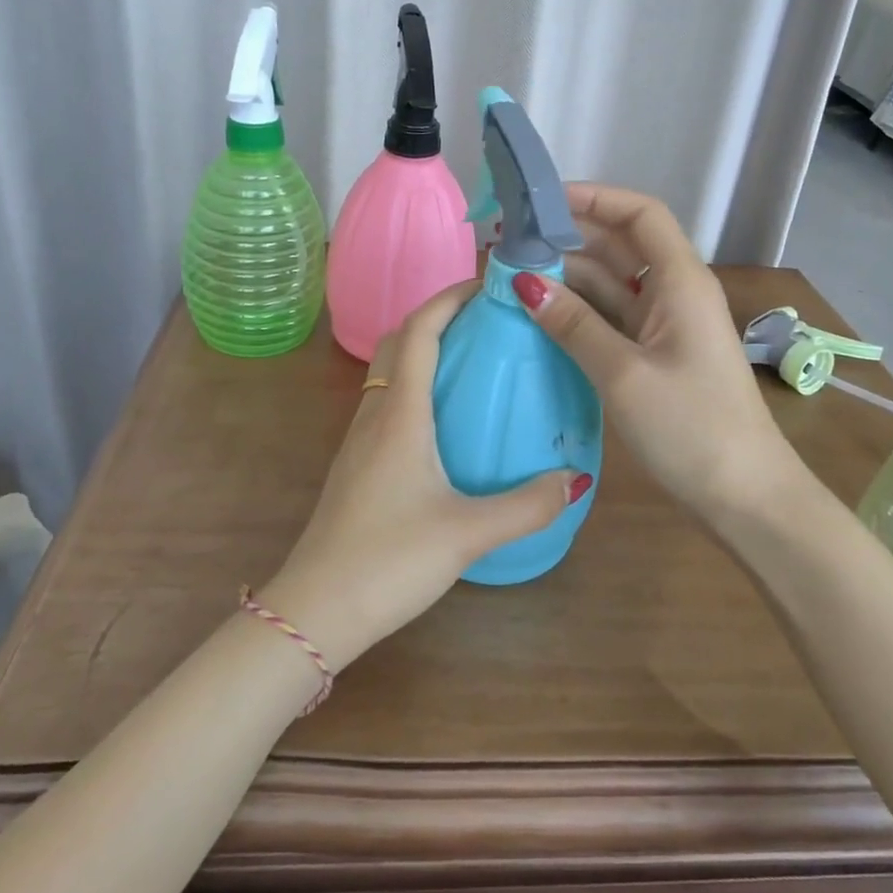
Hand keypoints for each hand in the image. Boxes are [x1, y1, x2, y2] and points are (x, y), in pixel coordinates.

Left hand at [260, 282, 583, 672]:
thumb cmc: (388, 560)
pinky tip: (446, 417)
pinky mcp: (358, 462)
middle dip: (438, 315)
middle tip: (485, 318)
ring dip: (424, 349)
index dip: (449, 298)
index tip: (487, 284)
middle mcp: (376, 414)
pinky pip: (387, 401)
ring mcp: (360, 438)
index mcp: (400, 414)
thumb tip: (576, 478)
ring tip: (472, 359)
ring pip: (389, 371)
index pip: (420, 331)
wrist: (316, 608)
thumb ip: (526, 506)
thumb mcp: (467, 533)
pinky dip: (416, 384)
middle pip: (400, 341)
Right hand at [512, 182, 794, 518]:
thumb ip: (573, 324)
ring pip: (612, 283)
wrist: (747, 499)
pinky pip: (613, 317)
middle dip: (569, 238)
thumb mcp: (623, 373)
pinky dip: (579, 312)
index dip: (594, 198)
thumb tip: (524, 283)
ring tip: (512, 277)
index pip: (640, 214)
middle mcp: (675, 293)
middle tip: (511, 243)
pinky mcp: (657, 354)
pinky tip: (540, 316)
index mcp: (681, 281)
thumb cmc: (691, 428)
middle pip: (621, 245)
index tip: (542, 202)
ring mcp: (666, 325)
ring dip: (568, 277)